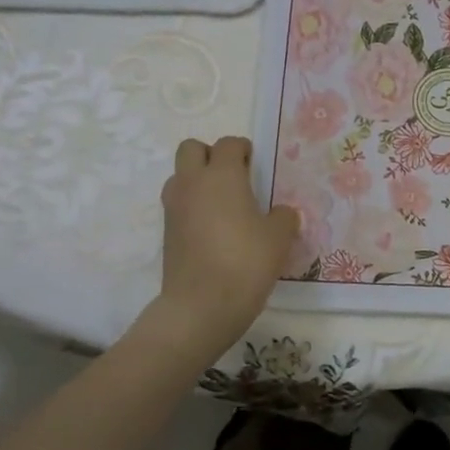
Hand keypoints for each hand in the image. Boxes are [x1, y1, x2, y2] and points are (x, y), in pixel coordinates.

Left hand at [151, 136, 297, 356]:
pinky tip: (213, 230)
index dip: (244, 150)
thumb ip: (283, 217)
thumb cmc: (246, 262)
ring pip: (180, 176)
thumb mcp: (279, 238)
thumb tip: (281, 213)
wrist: (201, 305)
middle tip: (234, 177)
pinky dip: (192, 207)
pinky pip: (178, 205)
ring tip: (222, 204)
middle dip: (211, 155)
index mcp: (222, 175)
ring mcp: (174, 208)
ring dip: (197, 181)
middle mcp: (192, 183)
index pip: (228, 144)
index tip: (256, 164)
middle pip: (191, 149)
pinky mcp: (166, 232)